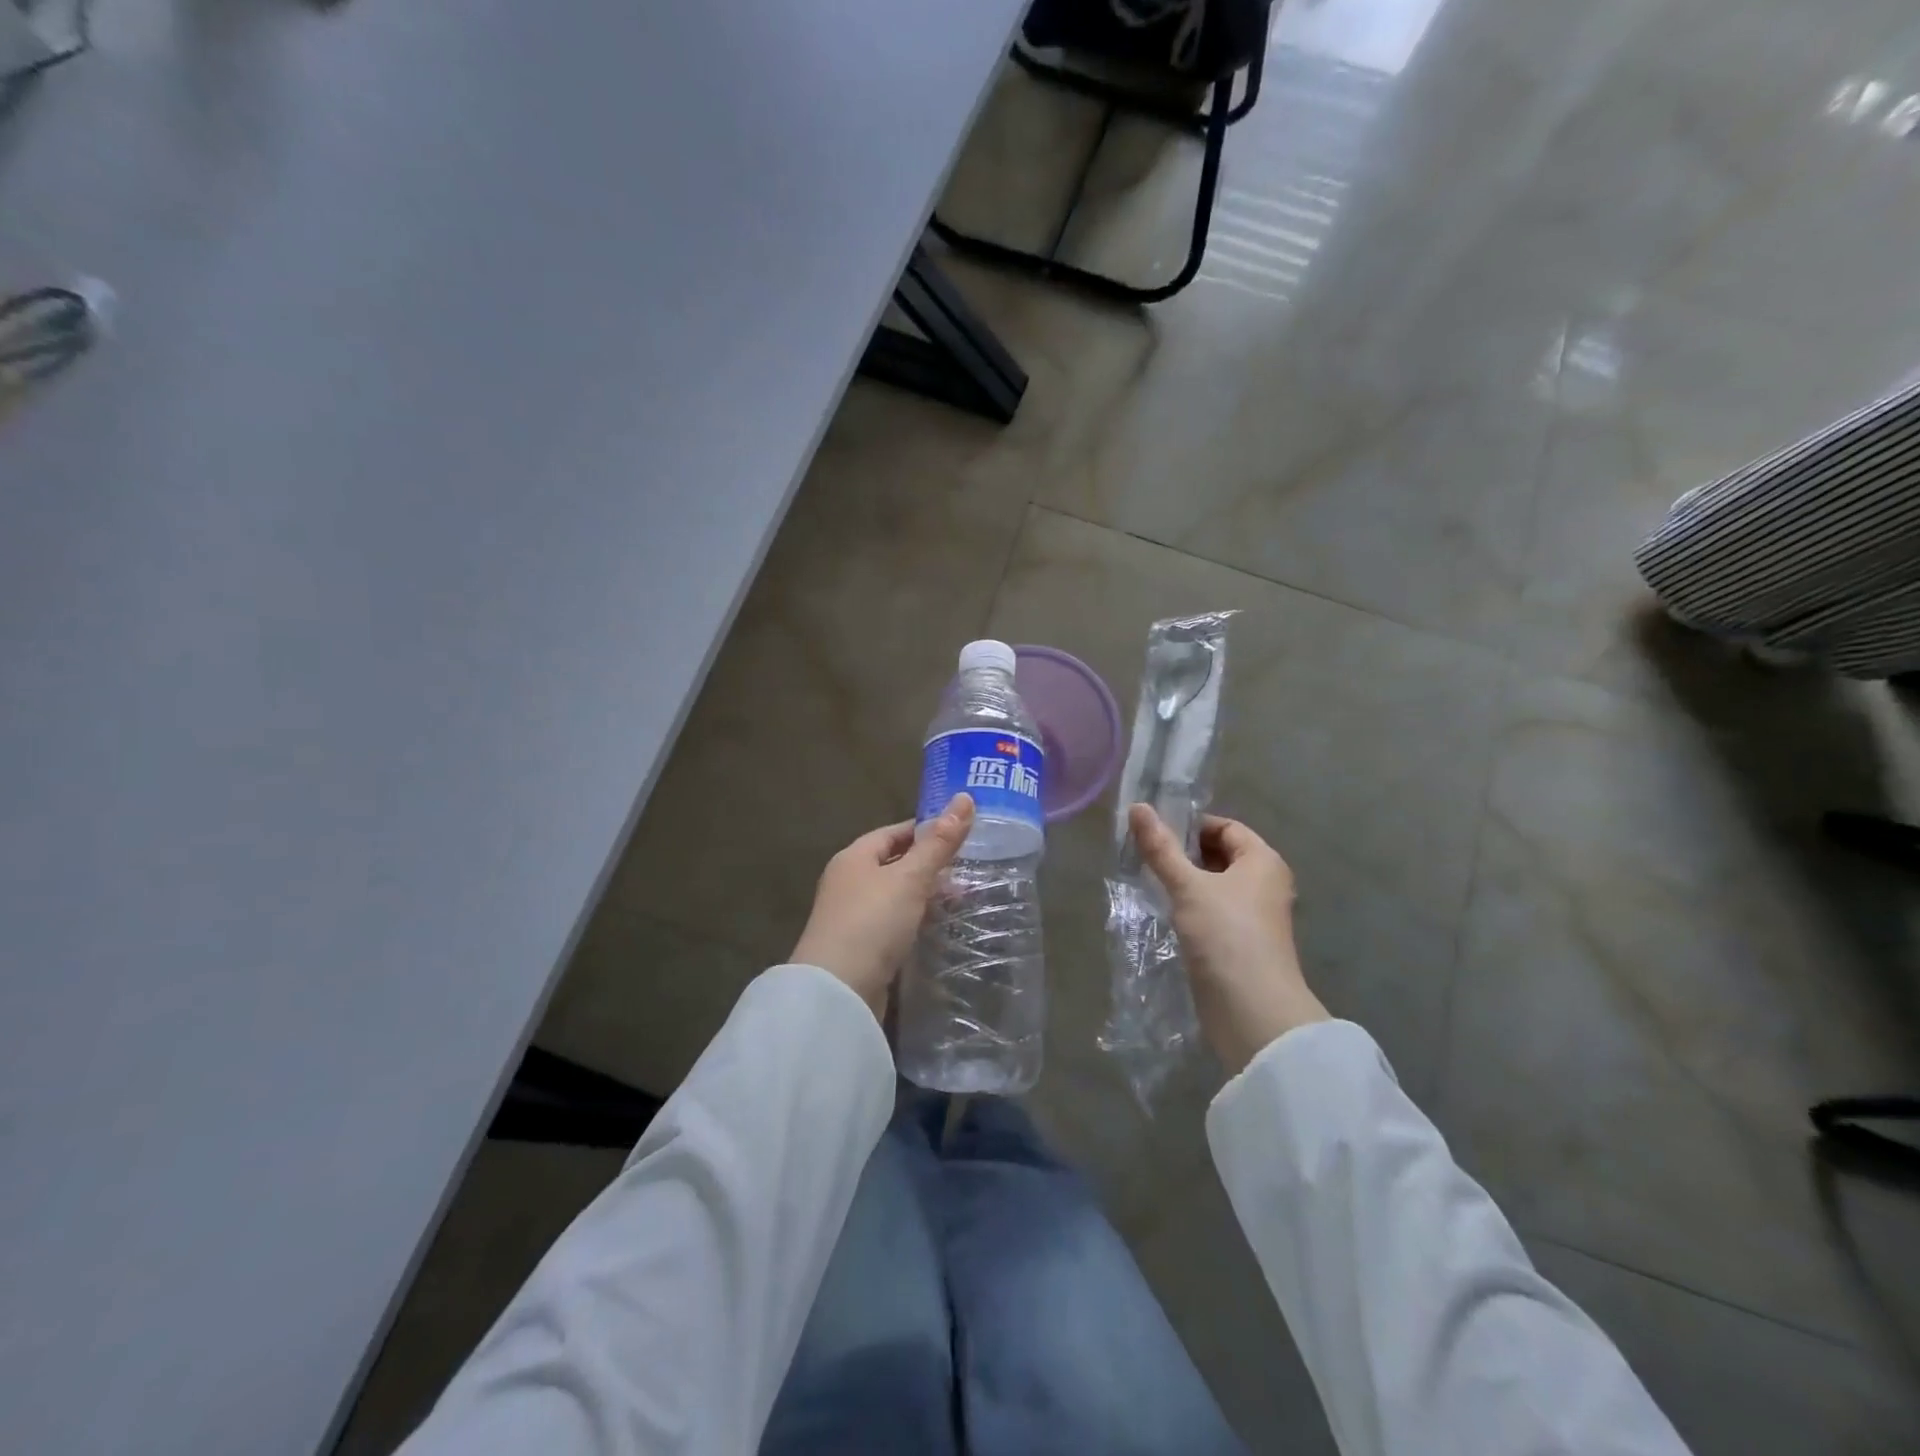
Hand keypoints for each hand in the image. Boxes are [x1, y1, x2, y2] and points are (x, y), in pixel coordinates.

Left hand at [791, 794, 975, 1017]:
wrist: (838, 992)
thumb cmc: (872, 922)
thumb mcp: (910, 877)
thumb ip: (939, 842)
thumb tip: (965, 797)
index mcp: (854, 857)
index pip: (894, 832)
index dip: (927, 830)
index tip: (962, 833)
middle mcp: (849, 882)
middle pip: (896, 864)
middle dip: (931, 866)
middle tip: (971, 870)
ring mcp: (854, 917)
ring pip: (897, 897)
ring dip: (927, 897)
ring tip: (965, 901)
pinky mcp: (862, 948)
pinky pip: (895, 925)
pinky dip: (918, 922)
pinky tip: (941, 930)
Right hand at [1129, 804, 1328, 1073]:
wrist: (1252, 1010)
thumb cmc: (1225, 936)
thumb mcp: (1188, 886)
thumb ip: (1161, 848)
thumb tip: (1137, 807)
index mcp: (1263, 861)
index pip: (1226, 827)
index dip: (1191, 825)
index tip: (1154, 833)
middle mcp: (1265, 883)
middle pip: (1221, 855)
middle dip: (1184, 853)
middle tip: (1145, 855)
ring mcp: (1255, 916)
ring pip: (1215, 885)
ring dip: (1185, 881)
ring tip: (1148, 880)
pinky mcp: (1242, 942)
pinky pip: (1214, 911)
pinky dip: (1191, 906)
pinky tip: (1165, 912)